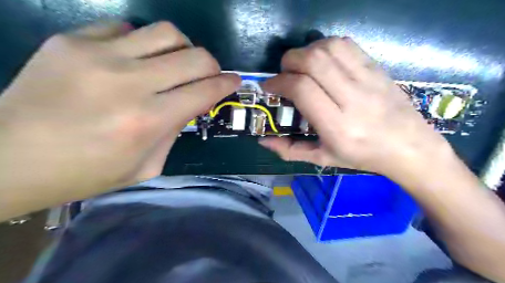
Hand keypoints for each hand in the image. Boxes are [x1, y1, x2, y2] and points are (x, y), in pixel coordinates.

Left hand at [0, 21, 239, 214]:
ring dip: (182, 48)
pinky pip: (127, 28)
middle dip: (212, 65)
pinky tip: (136, 59)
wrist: (9, 158)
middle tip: (208, 75)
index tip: (234, 81)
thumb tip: (191, 105)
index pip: (205, 91)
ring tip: (175, 63)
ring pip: (167, 32)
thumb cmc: (87, 172)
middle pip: (195, 56)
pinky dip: (143, 43)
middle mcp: (130, 83)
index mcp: (149, 120)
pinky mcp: (73, 41)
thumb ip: (175, 132)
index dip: (227, 84)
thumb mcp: (146, 166)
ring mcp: (99, 56)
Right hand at [260, 37, 453, 180]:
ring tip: (301, 66)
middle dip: (289, 61)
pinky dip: (326, 46)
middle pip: (313, 61)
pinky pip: (346, 45)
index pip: (302, 88)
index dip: (280, 81)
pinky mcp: (377, 68)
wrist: (409, 147)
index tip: (270, 86)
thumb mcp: (322, 159)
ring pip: (328, 48)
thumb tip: (263, 141)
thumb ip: (290, 150)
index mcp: (337, 126)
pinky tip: (322, 60)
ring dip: (306, 51)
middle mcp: (352, 98)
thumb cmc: (361, 156)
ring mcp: (368, 80)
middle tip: (284, 73)